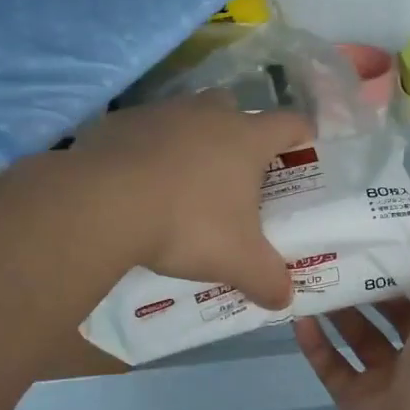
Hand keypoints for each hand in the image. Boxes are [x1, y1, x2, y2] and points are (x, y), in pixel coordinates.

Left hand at [78, 91, 310, 308]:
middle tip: (237, 170)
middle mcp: (208, 114)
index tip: (305, 147)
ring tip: (185, 178)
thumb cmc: (187, 225)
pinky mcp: (121, 121)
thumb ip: (267, 279)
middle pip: (235, 108)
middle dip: (239, 132)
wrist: (104, 204)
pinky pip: (144, 130)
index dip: (302, 134)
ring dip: (191, 139)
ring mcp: (161, 112)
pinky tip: (139, 180)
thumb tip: (284, 300)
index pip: (290, 123)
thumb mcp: (237, 261)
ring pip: (187, 116)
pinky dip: (148, 148)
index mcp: (246, 138)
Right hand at [294, 246, 409, 409]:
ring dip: (338, 307)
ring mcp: (387, 378)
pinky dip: (316, 342)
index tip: (377, 234)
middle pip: (392, 308)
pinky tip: (298, 317)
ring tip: (311, 276)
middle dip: (368, 281)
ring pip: (359, 334)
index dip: (409, 261)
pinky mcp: (355, 399)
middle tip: (335, 251)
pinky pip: (332, 364)